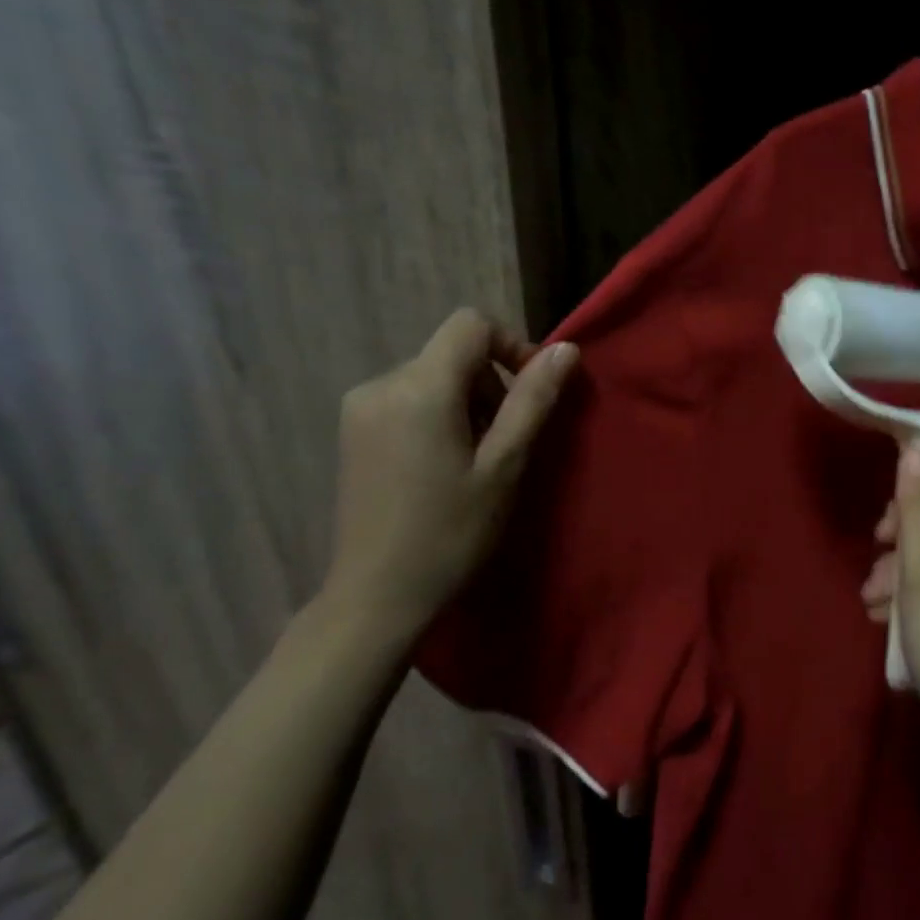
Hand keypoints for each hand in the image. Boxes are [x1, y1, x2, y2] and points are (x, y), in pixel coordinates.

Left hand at [324, 309, 578, 640]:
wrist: (378, 594)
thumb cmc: (451, 532)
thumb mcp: (504, 465)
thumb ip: (533, 401)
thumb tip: (566, 350)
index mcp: (419, 388)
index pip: (471, 325)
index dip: (512, 346)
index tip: (532, 395)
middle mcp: (381, 383)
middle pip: (453, 353)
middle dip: (491, 385)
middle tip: (506, 444)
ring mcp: (360, 407)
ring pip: (432, 376)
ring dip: (467, 404)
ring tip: (477, 461)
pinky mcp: (353, 430)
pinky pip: (408, 398)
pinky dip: (439, 415)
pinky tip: (444, 466)